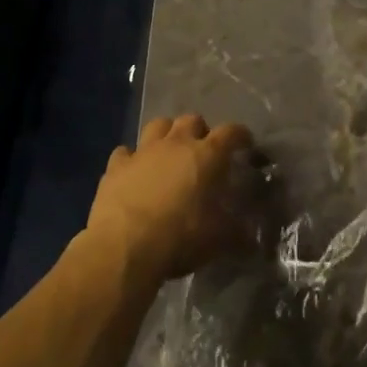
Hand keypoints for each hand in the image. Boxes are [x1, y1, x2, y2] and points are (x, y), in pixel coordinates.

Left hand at [87, 114, 252, 286]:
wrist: (124, 247)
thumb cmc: (180, 237)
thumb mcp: (218, 239)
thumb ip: (237, 233)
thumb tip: (251, 236)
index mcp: (207, 155)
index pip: (230, 133)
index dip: (240, 135)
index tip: (245, 143)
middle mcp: (176, 143)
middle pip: (192, 119)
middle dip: (200, 131)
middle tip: (203, 151)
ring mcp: (143, 151)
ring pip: (158, 125)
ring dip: (166, 134)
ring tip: (169, 152)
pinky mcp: (116, 166)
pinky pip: (125, 152)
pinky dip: (131, 159)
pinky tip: (133, 172)